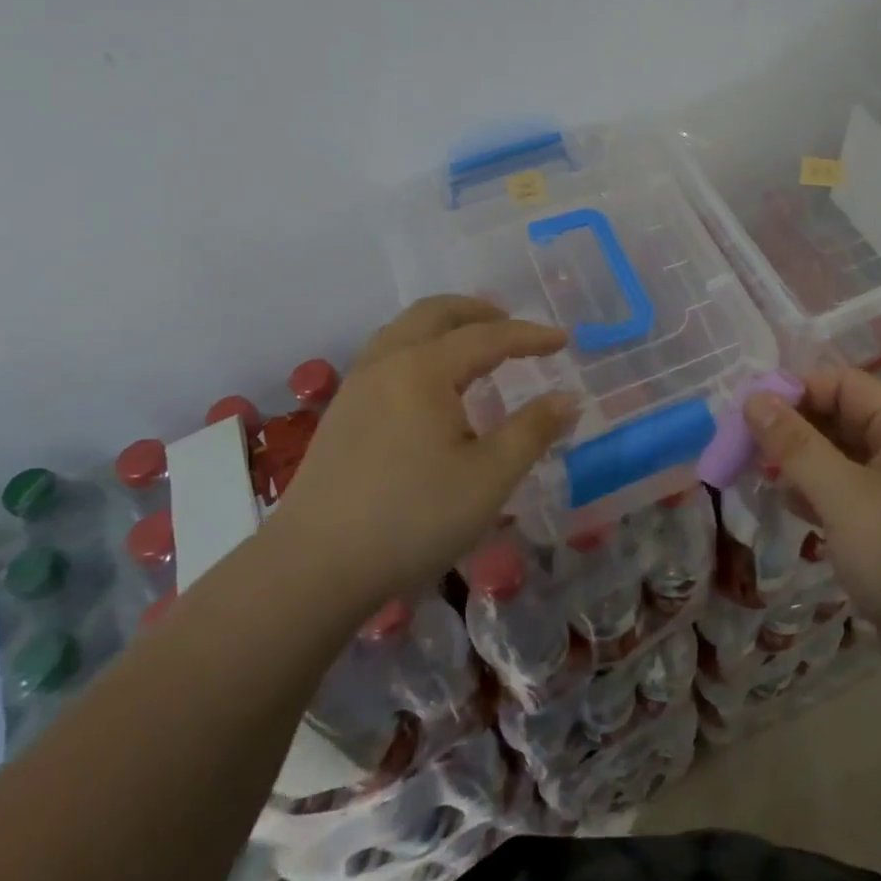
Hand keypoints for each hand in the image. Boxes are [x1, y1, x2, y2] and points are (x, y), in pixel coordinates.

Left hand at [268, 296, 576, 609]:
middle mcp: (387, 362)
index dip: (530, 336)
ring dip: (446, 326)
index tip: (564, 340)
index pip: (487, 336)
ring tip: (475, 347)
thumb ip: (533, 431)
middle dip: (480, 312)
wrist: (313, 568)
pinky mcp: (341, 412)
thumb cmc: (411, 519)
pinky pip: (388, 353)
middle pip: (436, 313)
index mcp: (424, 369)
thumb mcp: (489, 478)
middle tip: (513, 327)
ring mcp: (357, 385)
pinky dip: (421, 347)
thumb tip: (568, 398)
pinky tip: (433, 385)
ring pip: (405, 329)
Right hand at [742, 367, 880, 703]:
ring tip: (757, 475)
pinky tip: (791, 508)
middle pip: (840, 418)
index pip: (841, 384)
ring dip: (801, 464)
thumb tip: (753, 398)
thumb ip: (796, 445)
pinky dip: (818, 496)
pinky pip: (849, 496)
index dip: (794, 391)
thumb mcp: (845, 496)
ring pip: (841, 459)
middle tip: (742, 446)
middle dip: (793, 429)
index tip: (746, 413)